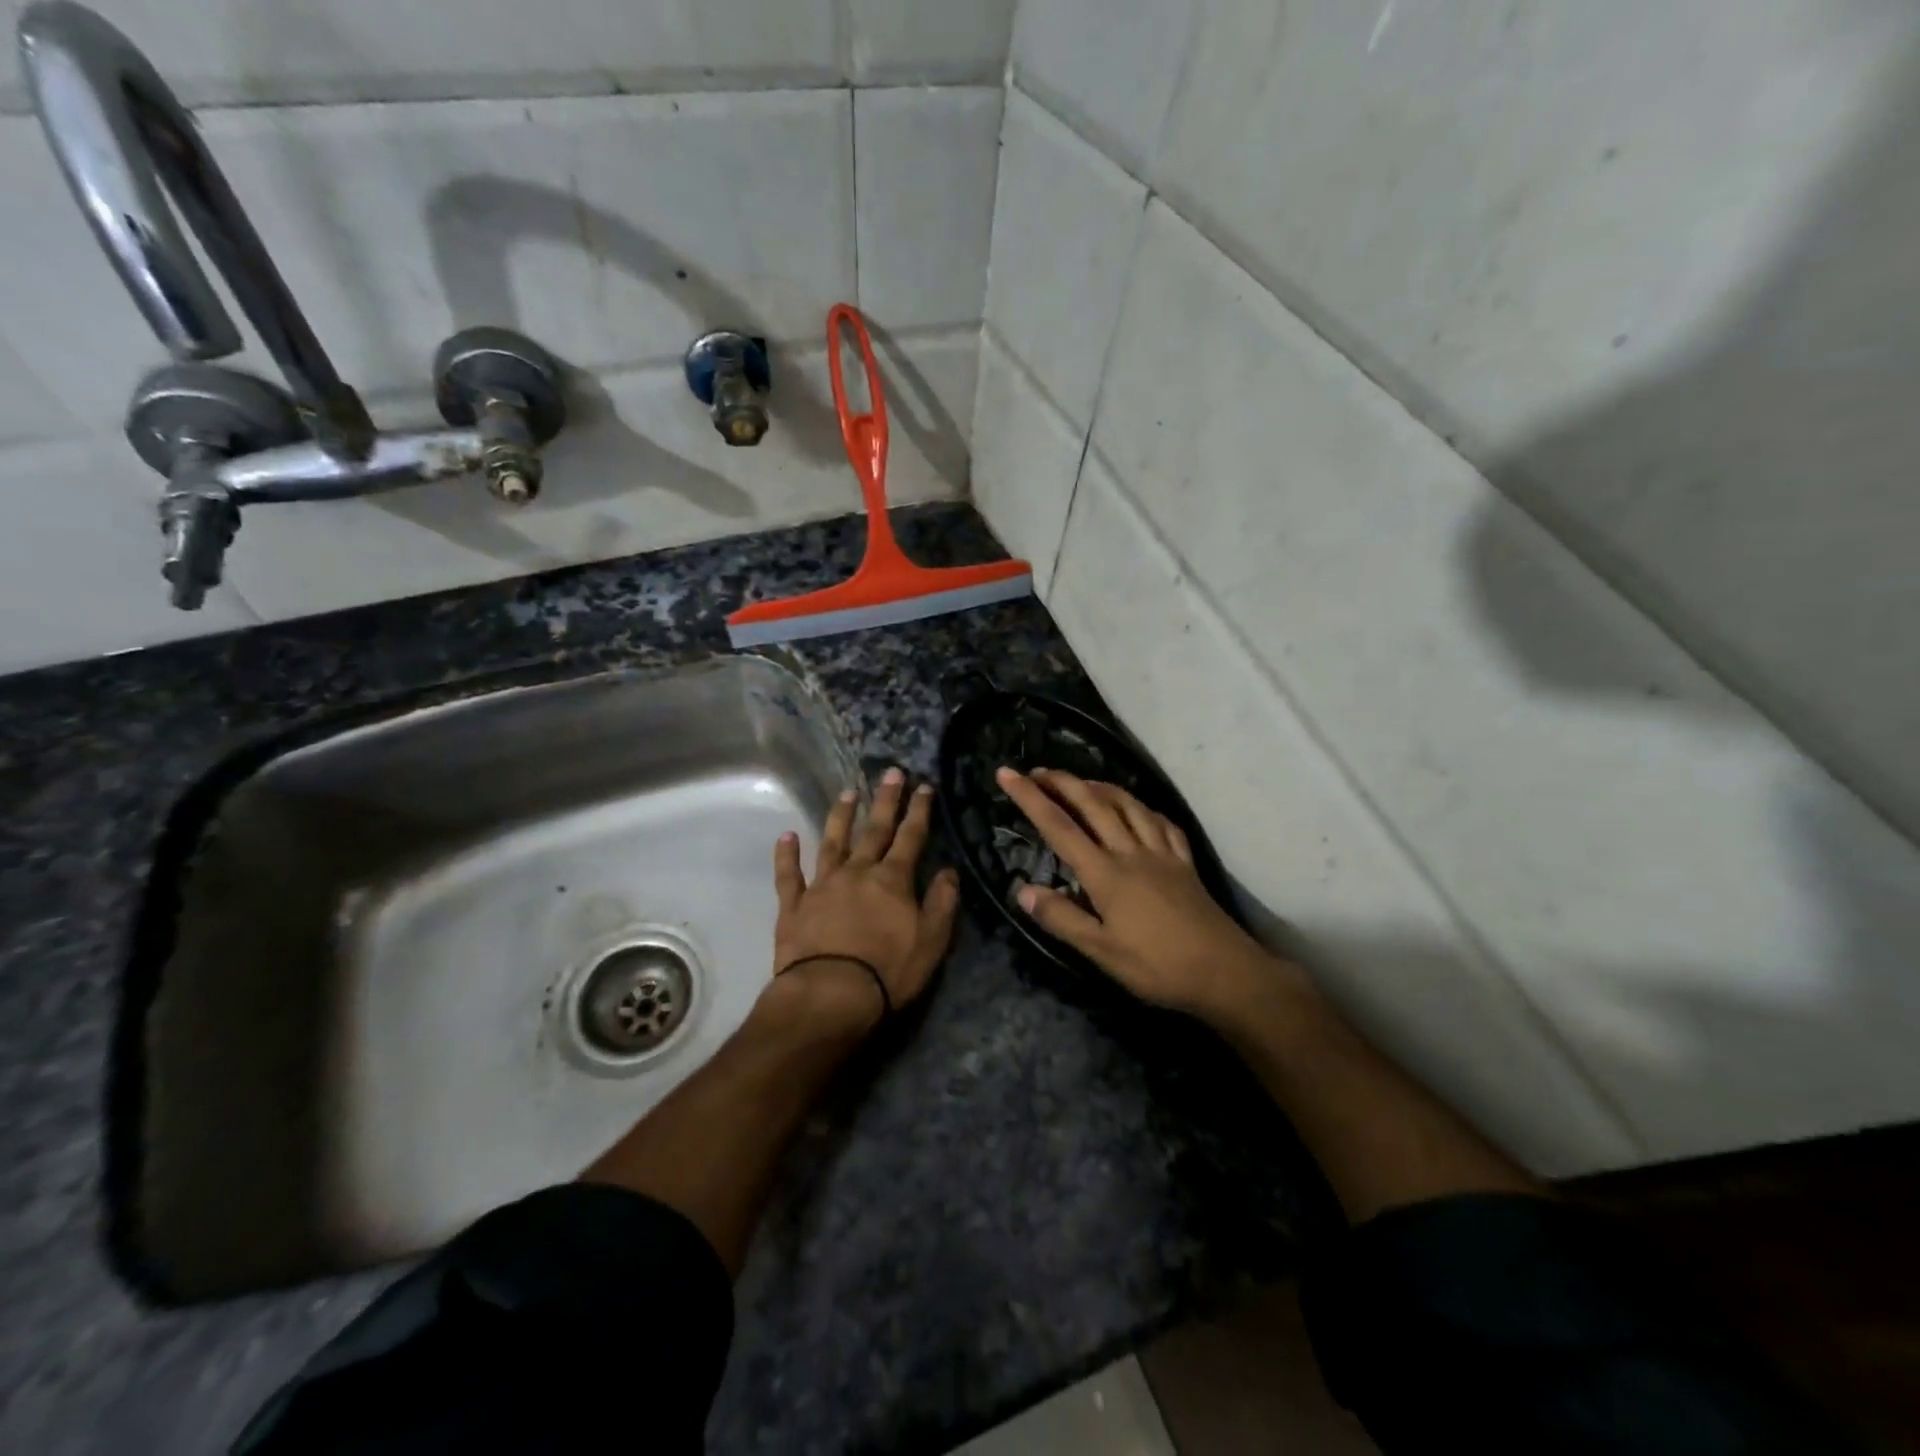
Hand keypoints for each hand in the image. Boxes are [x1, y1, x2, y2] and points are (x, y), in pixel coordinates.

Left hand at [772, 767, 961, 1027]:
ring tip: (847, 793)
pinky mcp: (794, 905)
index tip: (923, 786)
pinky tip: (786, 836)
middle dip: (885, 800)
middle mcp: (857, 872)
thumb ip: (941, 902)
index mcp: (892, 879)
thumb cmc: (888, 970)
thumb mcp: (931, 940)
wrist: (830, 994)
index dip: (919, 811)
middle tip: (891, 773)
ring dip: (840, 816)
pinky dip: (786, 855)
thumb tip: (948, 871)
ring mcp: (822, 885)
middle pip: (873, 830)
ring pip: (832, 842)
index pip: (910, 837)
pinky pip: (788, 875)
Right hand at [995, 767, 1289, 1017]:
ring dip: (1101, 787)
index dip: (1030, 798)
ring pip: (1128, 805)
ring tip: (1082, 782)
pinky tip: (1140, 810)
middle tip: (1038, 771)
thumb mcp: (1102, 952)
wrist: (1225, 972)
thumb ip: (1062, 918)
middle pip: (1093, 804)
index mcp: (1106, 873)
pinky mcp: (1184, 862)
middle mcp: (1131, 852)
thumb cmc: (1158, 966)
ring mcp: (1162, 853)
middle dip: (1063, 782)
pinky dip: (1144, 809)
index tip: (1007, 774)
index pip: (1059, 827)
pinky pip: (1162, 823)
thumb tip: (1023, 890)